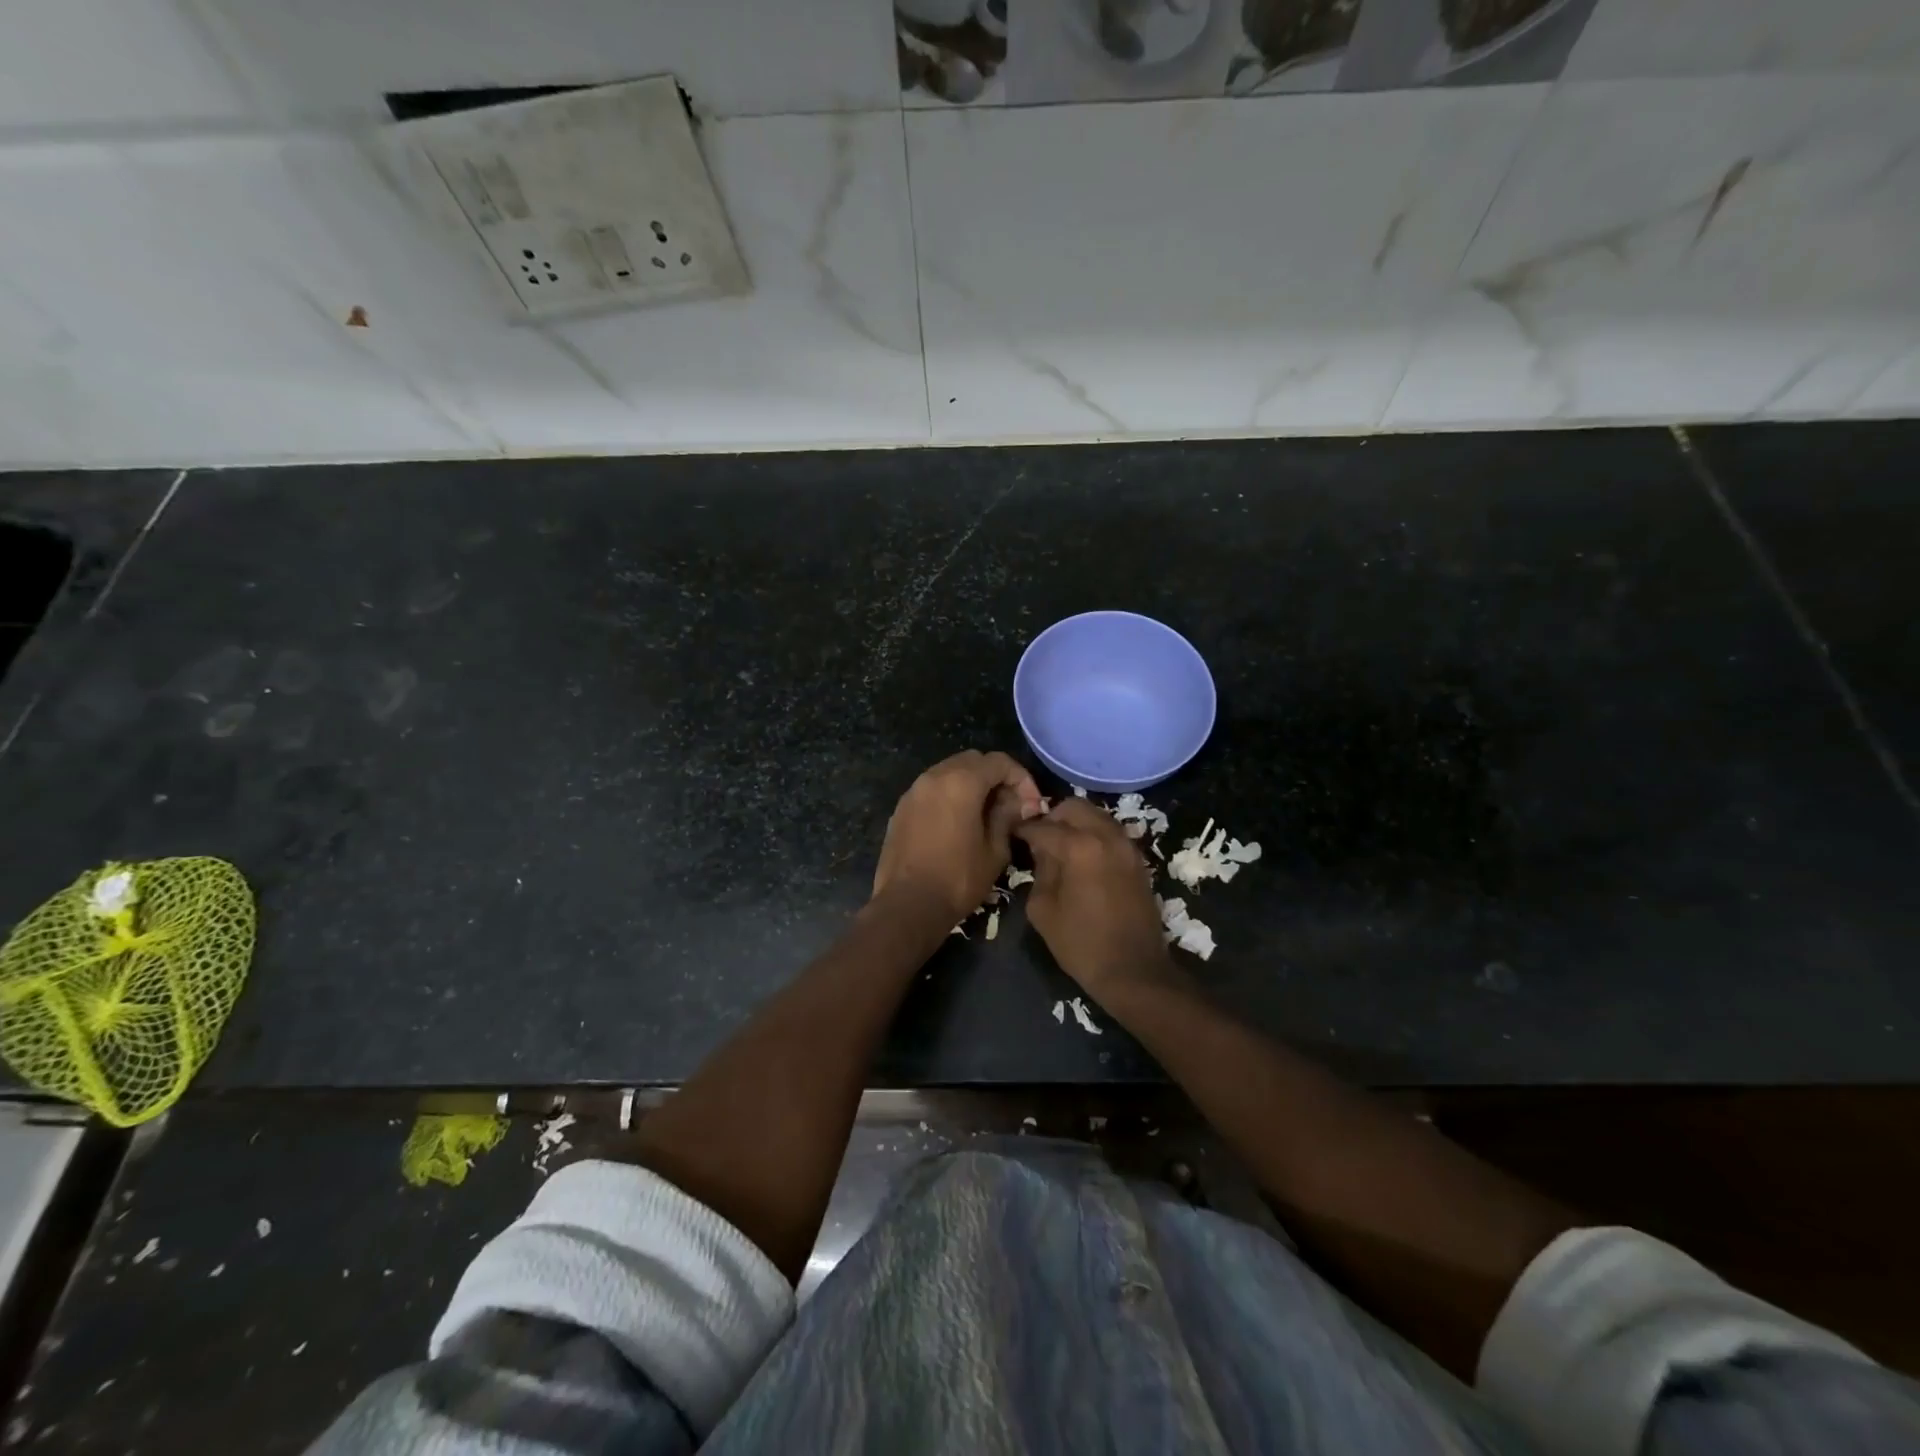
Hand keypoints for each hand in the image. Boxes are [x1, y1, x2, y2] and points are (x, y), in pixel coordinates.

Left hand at [873, 751, 1044, 924]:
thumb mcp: (995, 850)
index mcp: (961, 782)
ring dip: (972, 785)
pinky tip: (959, 823)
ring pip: (950, 772)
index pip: (999, 762)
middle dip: (996, 777)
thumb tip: (1019, 803)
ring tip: (986, 814)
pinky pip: (932, 789)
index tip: (1031, 804)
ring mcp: (913, 791)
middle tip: (1010, 806)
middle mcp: (934, 776)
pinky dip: (950, 796)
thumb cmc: (958, 879)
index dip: (1022, 778)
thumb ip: (1007, 817)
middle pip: (973, 761)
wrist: (907, 906)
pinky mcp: (901, 808)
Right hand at [1014, 798, 1173, 999]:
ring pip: (1096, 815)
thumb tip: (1041, 851)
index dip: (1024, 829)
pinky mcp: (1138, 860)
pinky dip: (1093, 836)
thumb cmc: (1081, 944)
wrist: (1134, 971)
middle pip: (1074, 807)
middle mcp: (1106, 836)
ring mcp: (1127, 846)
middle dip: (1053, 817)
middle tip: (1039, 838)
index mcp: (1080, 847)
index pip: (1043, 826)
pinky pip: (1110, 833)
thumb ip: (1039, 871)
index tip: (1013, 834)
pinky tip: (1082, 858)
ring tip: (1060, 847)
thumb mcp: (1043, 909)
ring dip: (1075, 824)